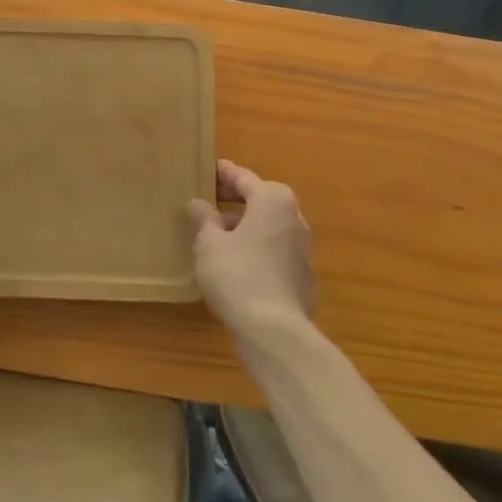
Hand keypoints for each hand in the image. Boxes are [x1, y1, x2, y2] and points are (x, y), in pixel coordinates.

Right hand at [188, 159, 315, 340]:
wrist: (275, 331)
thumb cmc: (237, 276)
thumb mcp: (209, 244)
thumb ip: (203, 219)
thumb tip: (198, 203)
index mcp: (272, 201)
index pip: (243, 177)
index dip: (222, 173)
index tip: (206, 169)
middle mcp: (294, 217)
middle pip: (260, 200)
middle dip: (235, 200)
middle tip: (208, 200)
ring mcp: (302, 248)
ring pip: (269, 226)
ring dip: (246, 226)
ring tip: (217, 234)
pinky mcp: (303, 276)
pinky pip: (275, 251)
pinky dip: (257, 249)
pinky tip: (237, 264)